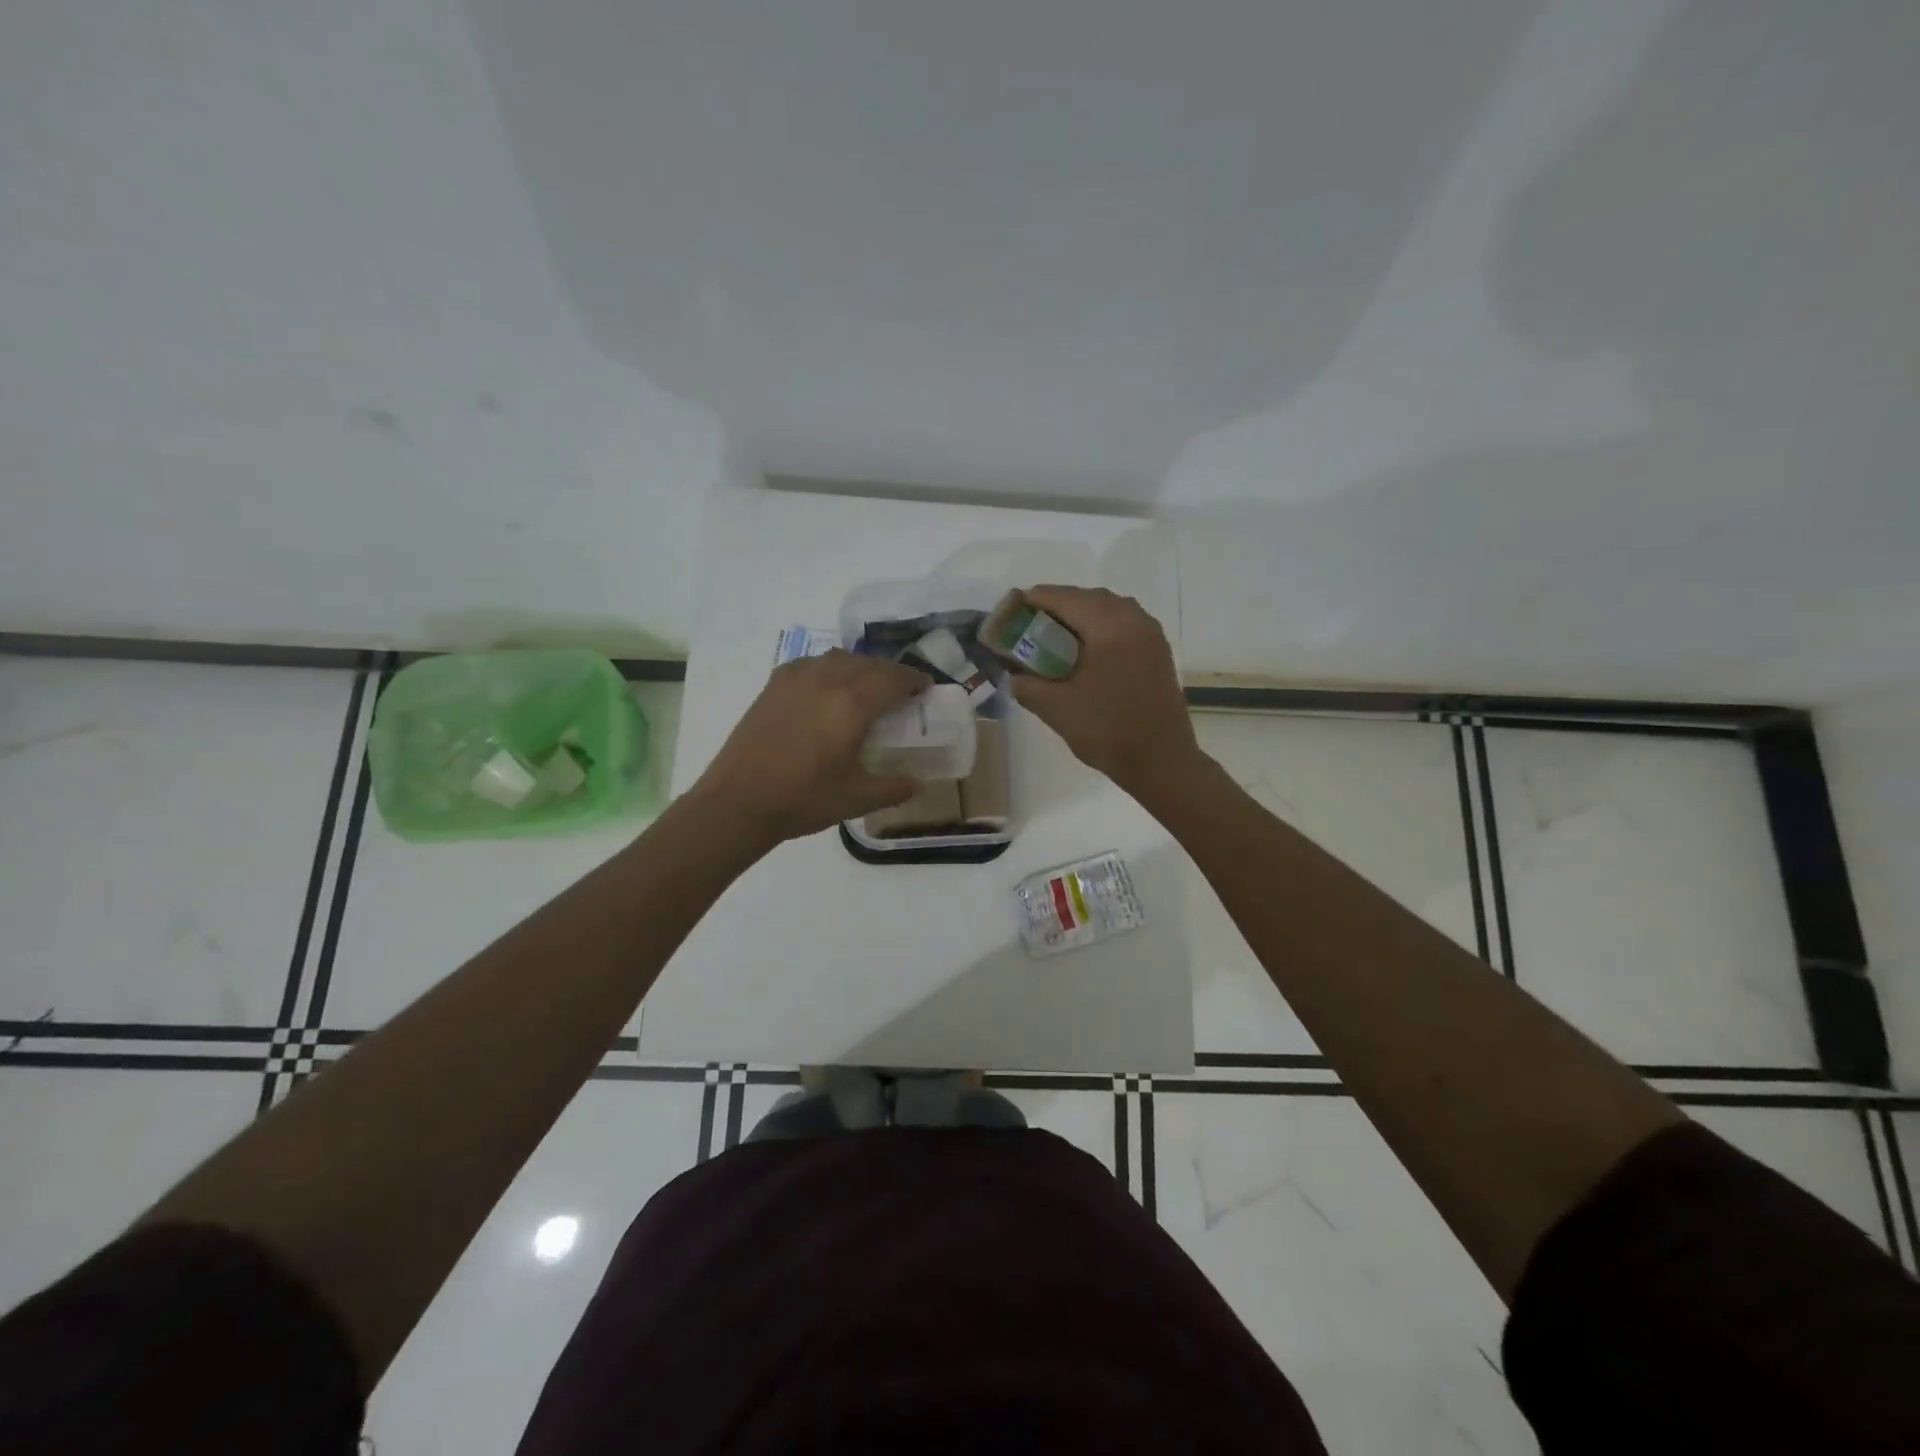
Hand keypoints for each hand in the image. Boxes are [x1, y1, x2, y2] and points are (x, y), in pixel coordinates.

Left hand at [693, 650, 929, 843]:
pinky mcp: (773, 685)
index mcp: (851, 705)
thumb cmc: (802, 799)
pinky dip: (829, 668)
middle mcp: (826, 680)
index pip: (892, 678)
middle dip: (889, 672)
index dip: (913, 679)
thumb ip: (893, 788)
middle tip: (901, 689)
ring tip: (866, 686)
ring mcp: (795, 679)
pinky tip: (827, 687)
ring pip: (838, 658)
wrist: (738, 801)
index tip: (925, 687)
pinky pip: (811, 663)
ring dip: (860, 666)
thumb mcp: (856, 799)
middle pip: (867, 663)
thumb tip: (918, 782)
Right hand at [1010, 586, 1202, 804]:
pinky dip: (1098, 628)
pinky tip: (1083, 652)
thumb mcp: (1055, 708)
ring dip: (1078, 616)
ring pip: (1106, 608)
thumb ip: (1026, 684)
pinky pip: (1122, 623)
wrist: (1160, 760)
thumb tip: (1013, 673)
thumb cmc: (1107, 731)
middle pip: (1086, 598)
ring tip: (1052, 639)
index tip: (1009, 612)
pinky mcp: (1157, 648)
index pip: (1062, 598)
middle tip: (1027, 627)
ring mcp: (1150, 632)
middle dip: (1054, 608)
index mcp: (1109, 626)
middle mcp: (1133, 618)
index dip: (1032, 601)